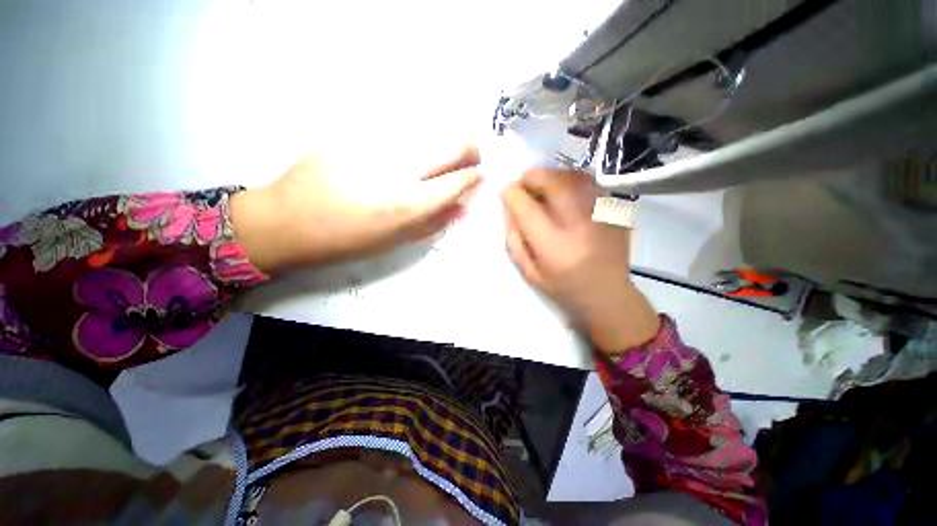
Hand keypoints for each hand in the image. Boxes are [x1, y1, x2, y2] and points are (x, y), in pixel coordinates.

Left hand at [231, 145, 481, 272]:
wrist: (287, 219)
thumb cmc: (346, 240)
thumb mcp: (395, 241)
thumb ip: (432, 223)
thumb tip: (461, 208)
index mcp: (408, 204)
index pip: (458, 181)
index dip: (474, 176)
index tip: (478, 176)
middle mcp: (399, 170)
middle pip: (452, 144)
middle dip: (470, 150)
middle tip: (469, 159)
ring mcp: (378, 144)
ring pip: (429, 131)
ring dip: (443, 143)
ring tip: (437, 157)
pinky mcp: (357, 131)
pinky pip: (399, 130)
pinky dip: (413, 140)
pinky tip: (401, 153)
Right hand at [500, 168, 659, 353]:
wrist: (608, 294)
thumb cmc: (563, 287)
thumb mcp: (529, 271)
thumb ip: (514, 238)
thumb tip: (507, 206)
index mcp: (554, 245)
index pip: (525, 206)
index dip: (511, 194)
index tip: (505, 193)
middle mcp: (579, 222)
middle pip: (549, 180)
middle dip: (529, 179)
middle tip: (524, 189)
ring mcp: (601, 211)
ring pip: (568, 174)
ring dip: (549, 178)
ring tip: (543, 193)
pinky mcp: (614, 207)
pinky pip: (586, 180)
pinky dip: (568, 181)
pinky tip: (565, 197)